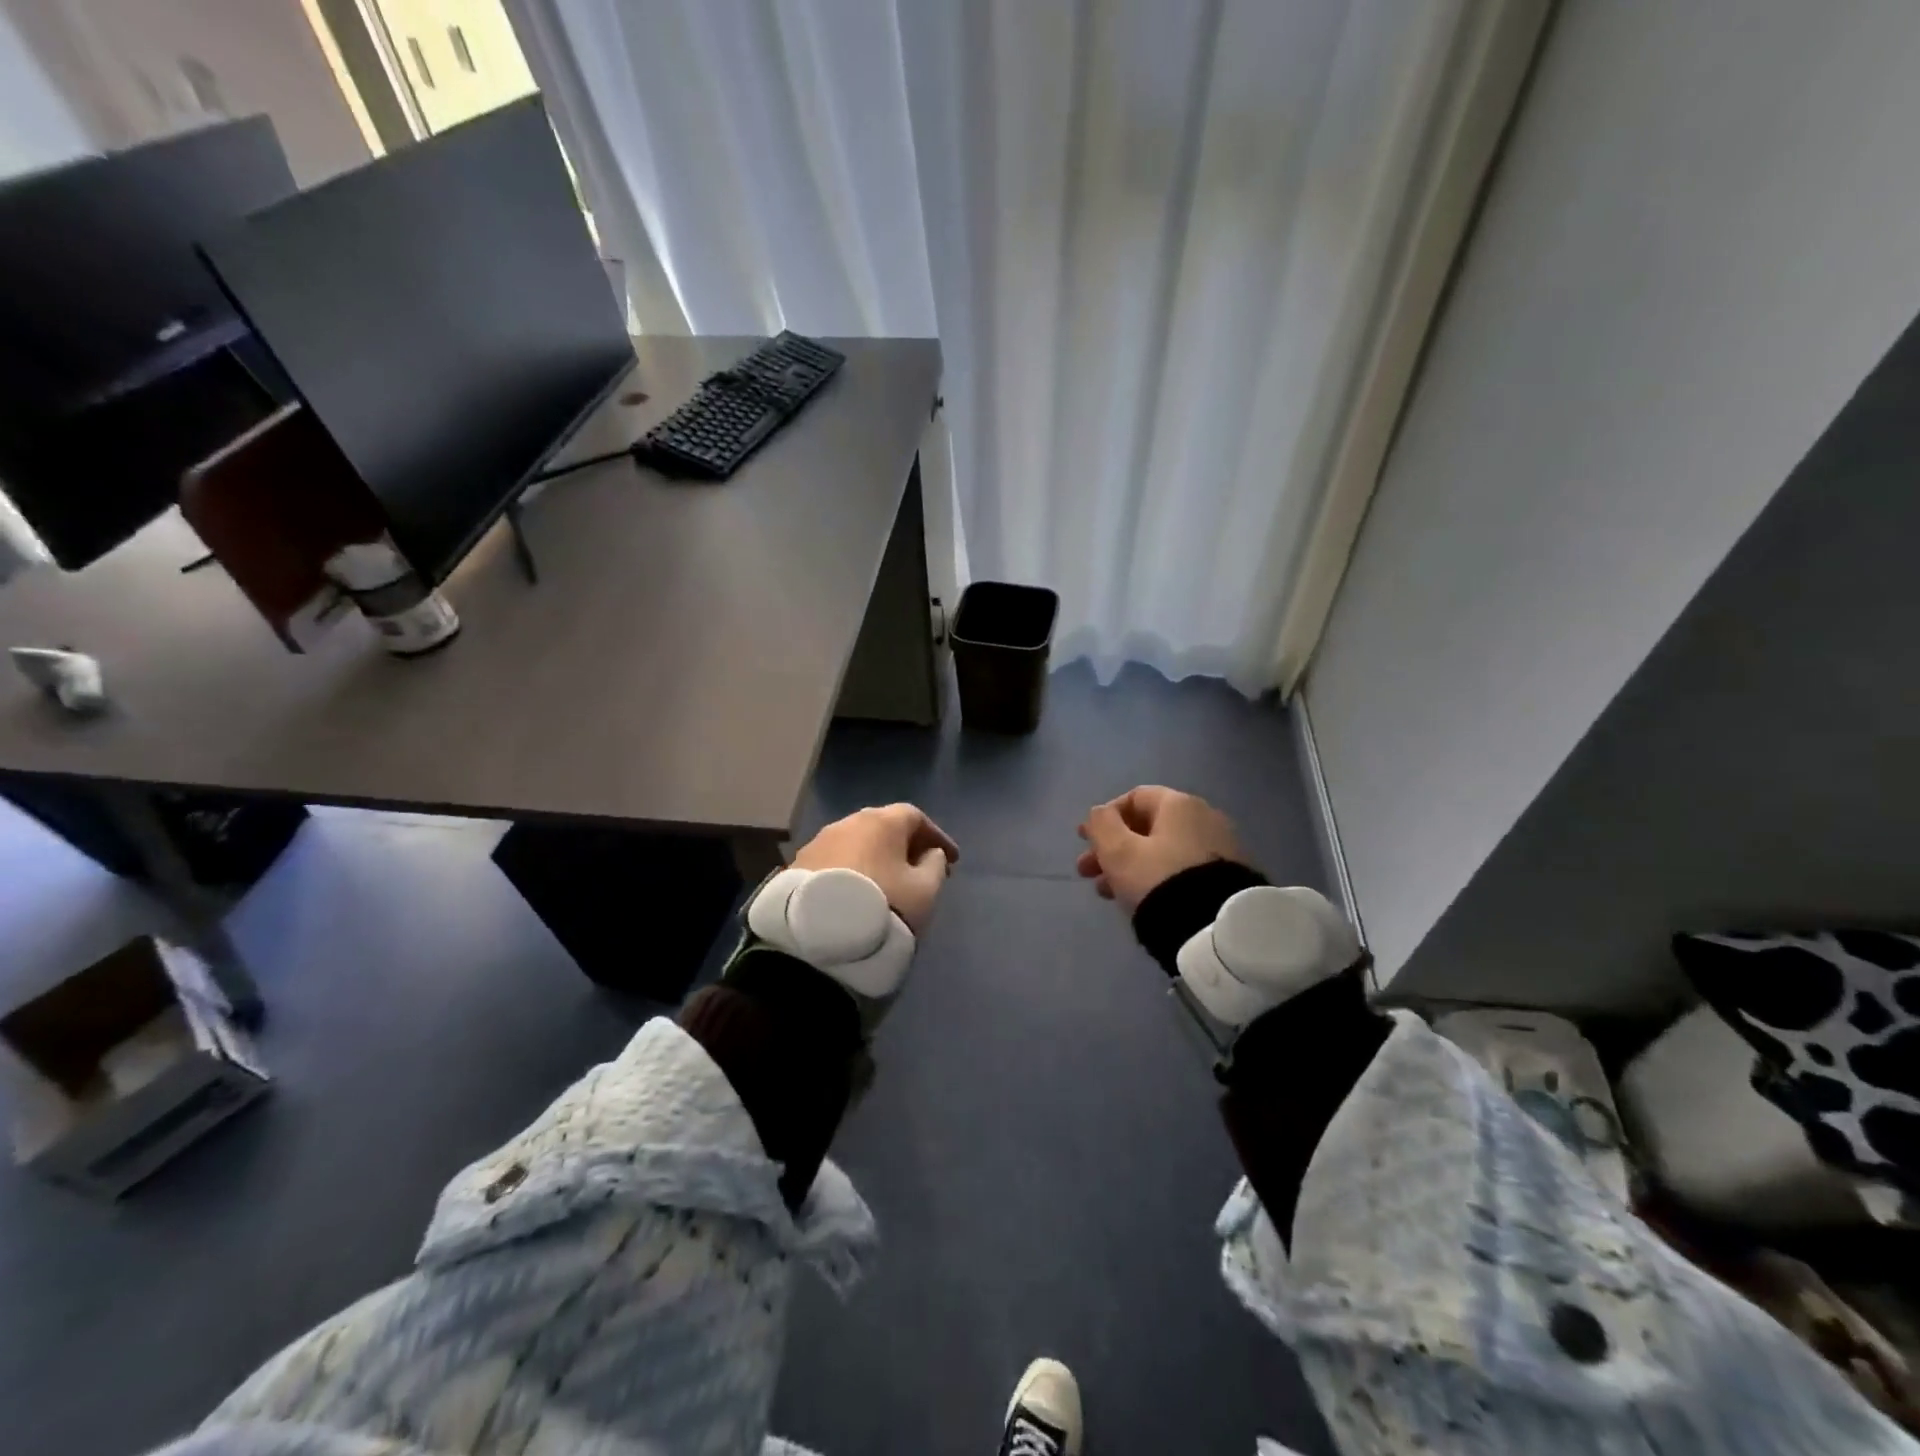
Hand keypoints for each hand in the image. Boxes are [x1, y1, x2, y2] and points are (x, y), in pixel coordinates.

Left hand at [794, 803, 958, 933]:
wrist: (818, 939)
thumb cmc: (883, 906)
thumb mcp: (925, 891)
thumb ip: (935, 866)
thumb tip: (930, 854)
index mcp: (880, 822)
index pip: (915, 817)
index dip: (937, 837)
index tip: (952, 860)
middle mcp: (847, 823)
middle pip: (882, 826)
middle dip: (905, 845)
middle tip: (919, 868)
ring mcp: (818, 843)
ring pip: (855, 843)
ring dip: (875, 857)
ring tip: (887, 881)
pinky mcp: (797, 866)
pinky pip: (834, 861)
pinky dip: (851, 870)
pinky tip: (856, 891)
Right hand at [1077, 786, 1246, 912]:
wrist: (1215, 929)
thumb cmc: (1159, 878)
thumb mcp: (1119, 851)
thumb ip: (1101, 825)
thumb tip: (1100, 813)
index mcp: (1179, 804)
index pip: (1135, 797)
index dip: (1104, 816)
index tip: (1084, 840)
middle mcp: (1204, 817)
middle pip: (1147, 827)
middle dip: (1112, 848)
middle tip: (1087, 872)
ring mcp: (1219, 848)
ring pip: (1161, 851)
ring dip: (1128, 866)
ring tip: (1106, 893)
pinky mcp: (1225, 878)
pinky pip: (1179, 869)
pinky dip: (1154, 878)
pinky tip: (1137, 900)